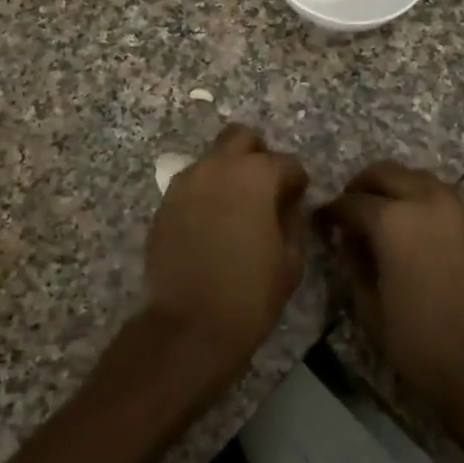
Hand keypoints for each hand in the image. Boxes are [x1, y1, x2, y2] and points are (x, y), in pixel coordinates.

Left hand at [144, 124, 309, 385]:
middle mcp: (218, 167)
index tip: (299, 199)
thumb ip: (294, 222)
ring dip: (228, 172)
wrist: (189, 325)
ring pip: (213, 158)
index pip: (286, 162)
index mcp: (255, 175)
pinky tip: (212, 223)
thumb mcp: (291, 260)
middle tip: (265, 188)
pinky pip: (192, 184)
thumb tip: (289, 207)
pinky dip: (206, 193)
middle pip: (241, 138)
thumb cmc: (250, 293)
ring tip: (237, 207)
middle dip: (258, 155)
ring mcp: (186, 182)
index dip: (297, 181)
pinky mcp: (165, 203)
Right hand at [317, 161, 463, 419]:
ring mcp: (458, 208)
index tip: (321, 223)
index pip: (351, 203)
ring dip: (395, 188)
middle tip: (349, 210)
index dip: (330, 212)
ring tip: (382, 215)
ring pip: (418, 178)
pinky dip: (422, 199)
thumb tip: (350, 238)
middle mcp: (427, 201)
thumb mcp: (369, 305)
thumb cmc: (419, 342)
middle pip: (385, 173)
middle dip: (361, 187)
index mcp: (393, 221)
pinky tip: (415, 228)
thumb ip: (355, 260)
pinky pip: (443, 195)